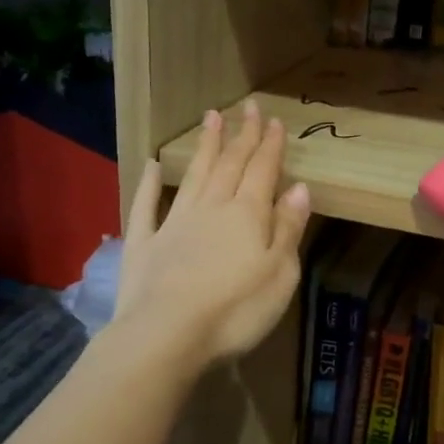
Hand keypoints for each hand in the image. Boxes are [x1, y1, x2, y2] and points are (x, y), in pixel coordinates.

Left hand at [114, 102, 310, 370]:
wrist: (167, 336)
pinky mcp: (143, 245)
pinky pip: (146, 206)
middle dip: (241, 135)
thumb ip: (288, 229)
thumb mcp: (280, 273)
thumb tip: (299, 188)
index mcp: (248, 215)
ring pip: (193, 176)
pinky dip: (148, 183)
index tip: (274, 119)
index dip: (270, 145)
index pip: (263, 170)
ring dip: (205, 147)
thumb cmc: (236, 310)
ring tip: (211, 118)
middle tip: (247, 106)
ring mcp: (173, 224)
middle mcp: (211, 208)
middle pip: (230, 165)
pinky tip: (151, 165)